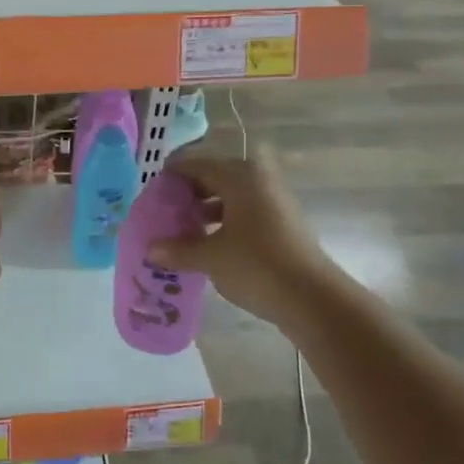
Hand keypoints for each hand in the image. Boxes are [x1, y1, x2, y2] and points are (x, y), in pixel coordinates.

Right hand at [146, 149, 331, 323]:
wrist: (313, 298)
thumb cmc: (256, 266)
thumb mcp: (210, 258)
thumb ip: (178, 249)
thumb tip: (150, 249)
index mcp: (240, 177)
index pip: (196, 165)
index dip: (171, 177)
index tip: (152, 194)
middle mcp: (259, 181)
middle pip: (215, 178)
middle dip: (189, 194)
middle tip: (165, 212)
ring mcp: (275, 202)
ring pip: (231, 197)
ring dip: (206, 209)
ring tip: (183, 230)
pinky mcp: (283, 224)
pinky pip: (245, 213)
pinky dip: (225, 222)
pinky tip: (209, 244)